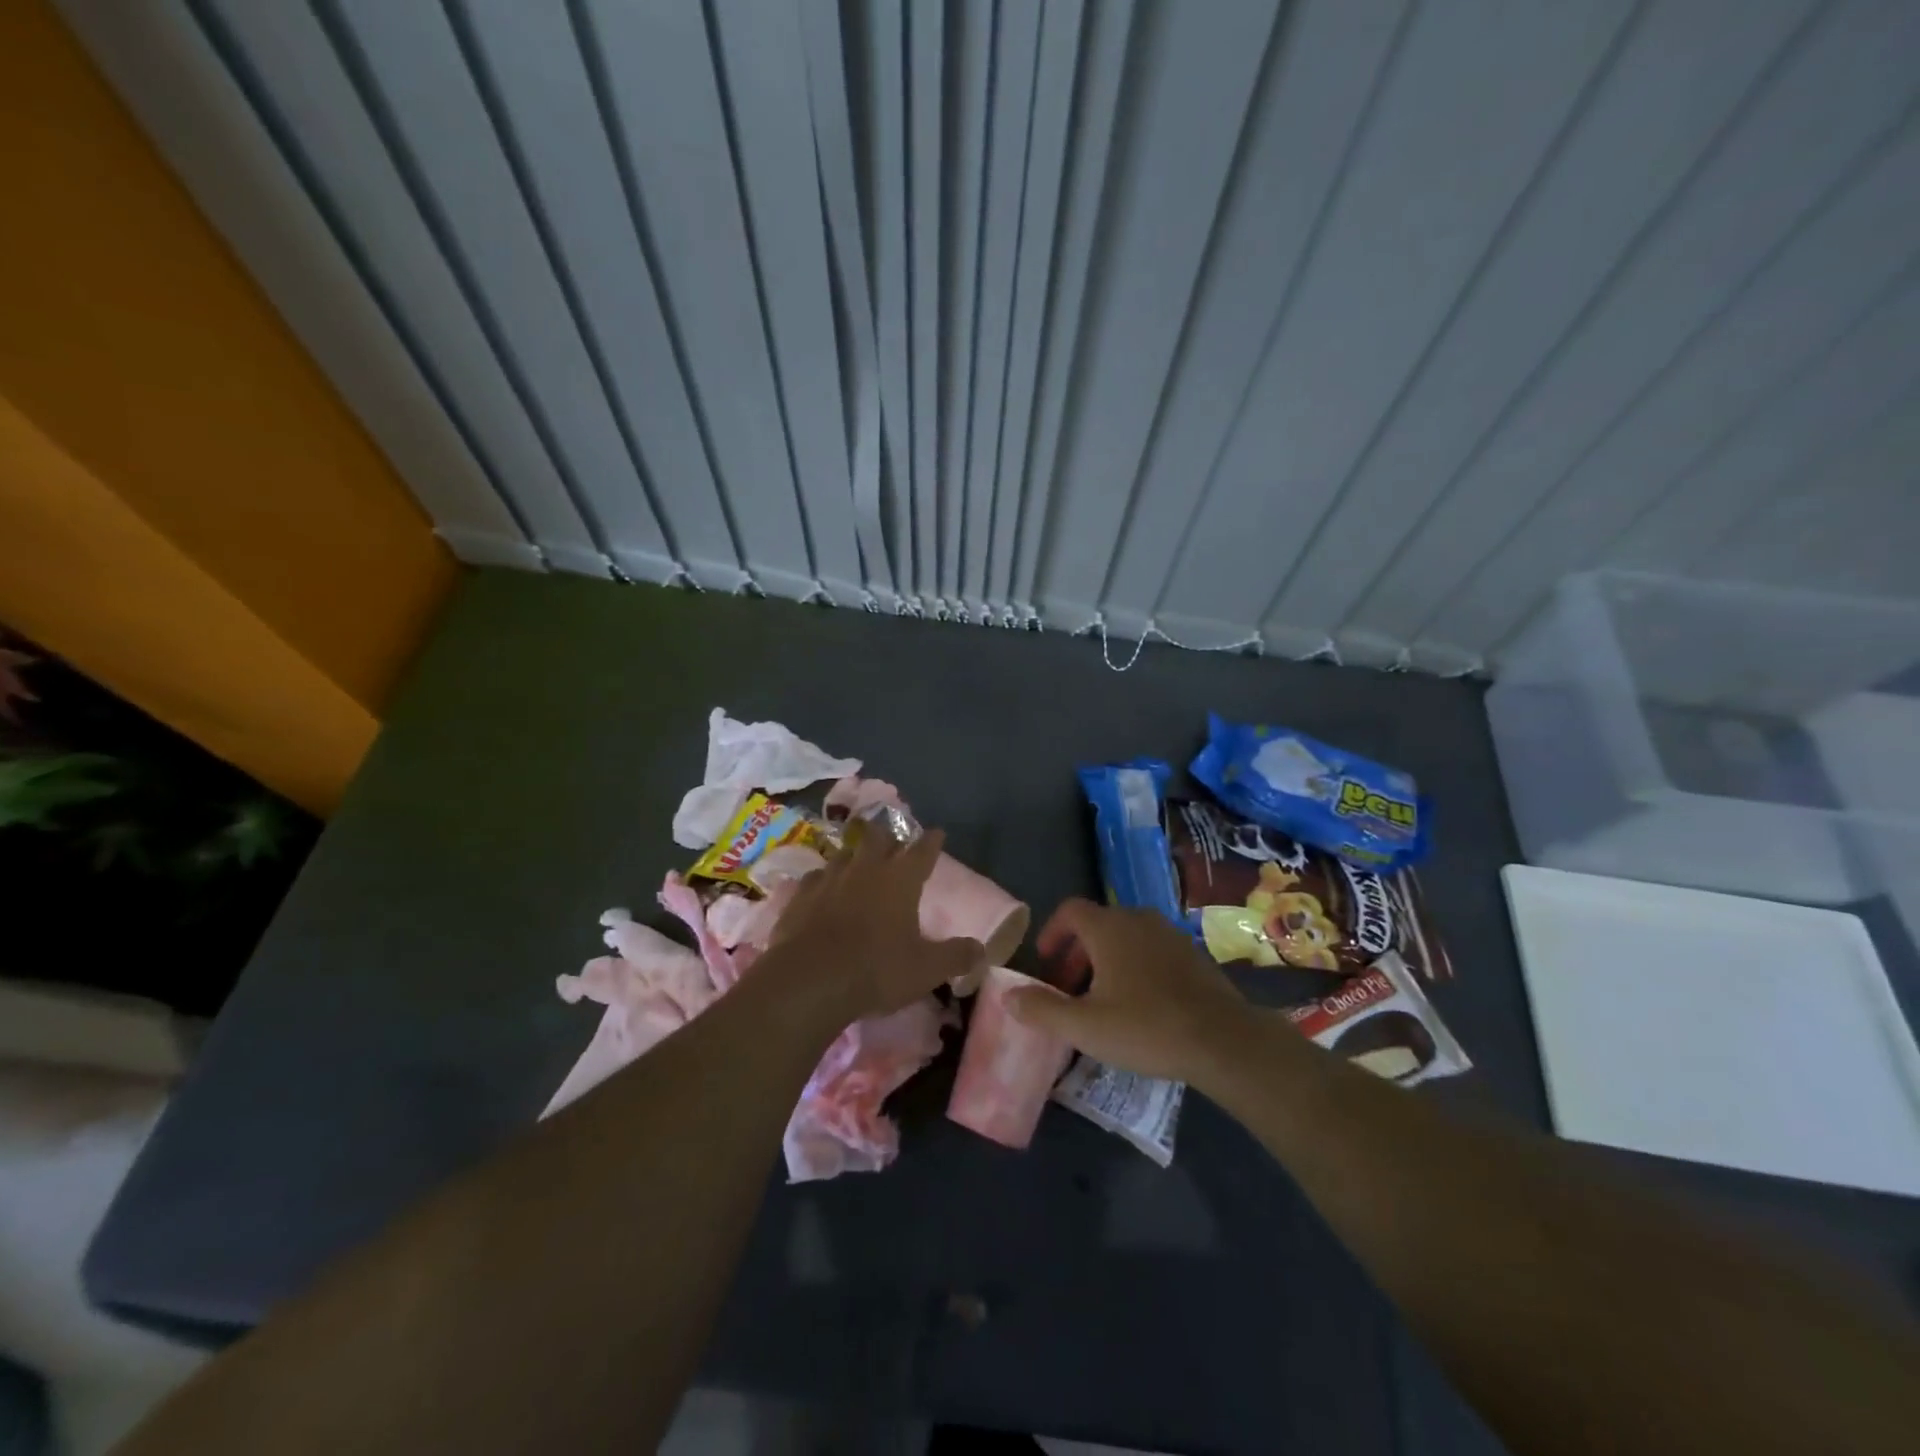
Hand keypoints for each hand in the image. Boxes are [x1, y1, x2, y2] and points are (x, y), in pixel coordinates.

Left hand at [768, 825, 984, 1020]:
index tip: (937, 833)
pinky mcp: (800, 896)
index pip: (922, 851)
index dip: (932, 841)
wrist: (810, 981)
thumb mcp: (927, 970)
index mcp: (900, 880)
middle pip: (878, 838)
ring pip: (844, 854)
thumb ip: (956, 956)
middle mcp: (865, 869)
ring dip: (854, 856)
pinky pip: (814, 878)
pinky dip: (822, 880)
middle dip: (888, 836)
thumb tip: (981, 950)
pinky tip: (822, 889)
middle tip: (892, 842)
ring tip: (857, 863)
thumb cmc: (876, 970)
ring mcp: (829, 879)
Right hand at [1006, 898, 1248, 1082]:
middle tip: (1070, 989)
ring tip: (1103, 998)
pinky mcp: (1192, 953)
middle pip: (1098, 924)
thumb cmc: (1146, 1028)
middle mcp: (1138, 919)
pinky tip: (1141, 1003)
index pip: (1070, 910)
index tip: (1046, 962)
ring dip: (1106, 960)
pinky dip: (1135, 965)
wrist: (1223, 1040)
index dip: (1052, 932)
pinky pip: (1152, 949)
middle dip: (1077, 953)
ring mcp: (1170, 934)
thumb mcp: (1085, 1026)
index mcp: (1109, 928)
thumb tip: (1007, 995)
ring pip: (1126, 937)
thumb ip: (1042, 1009)